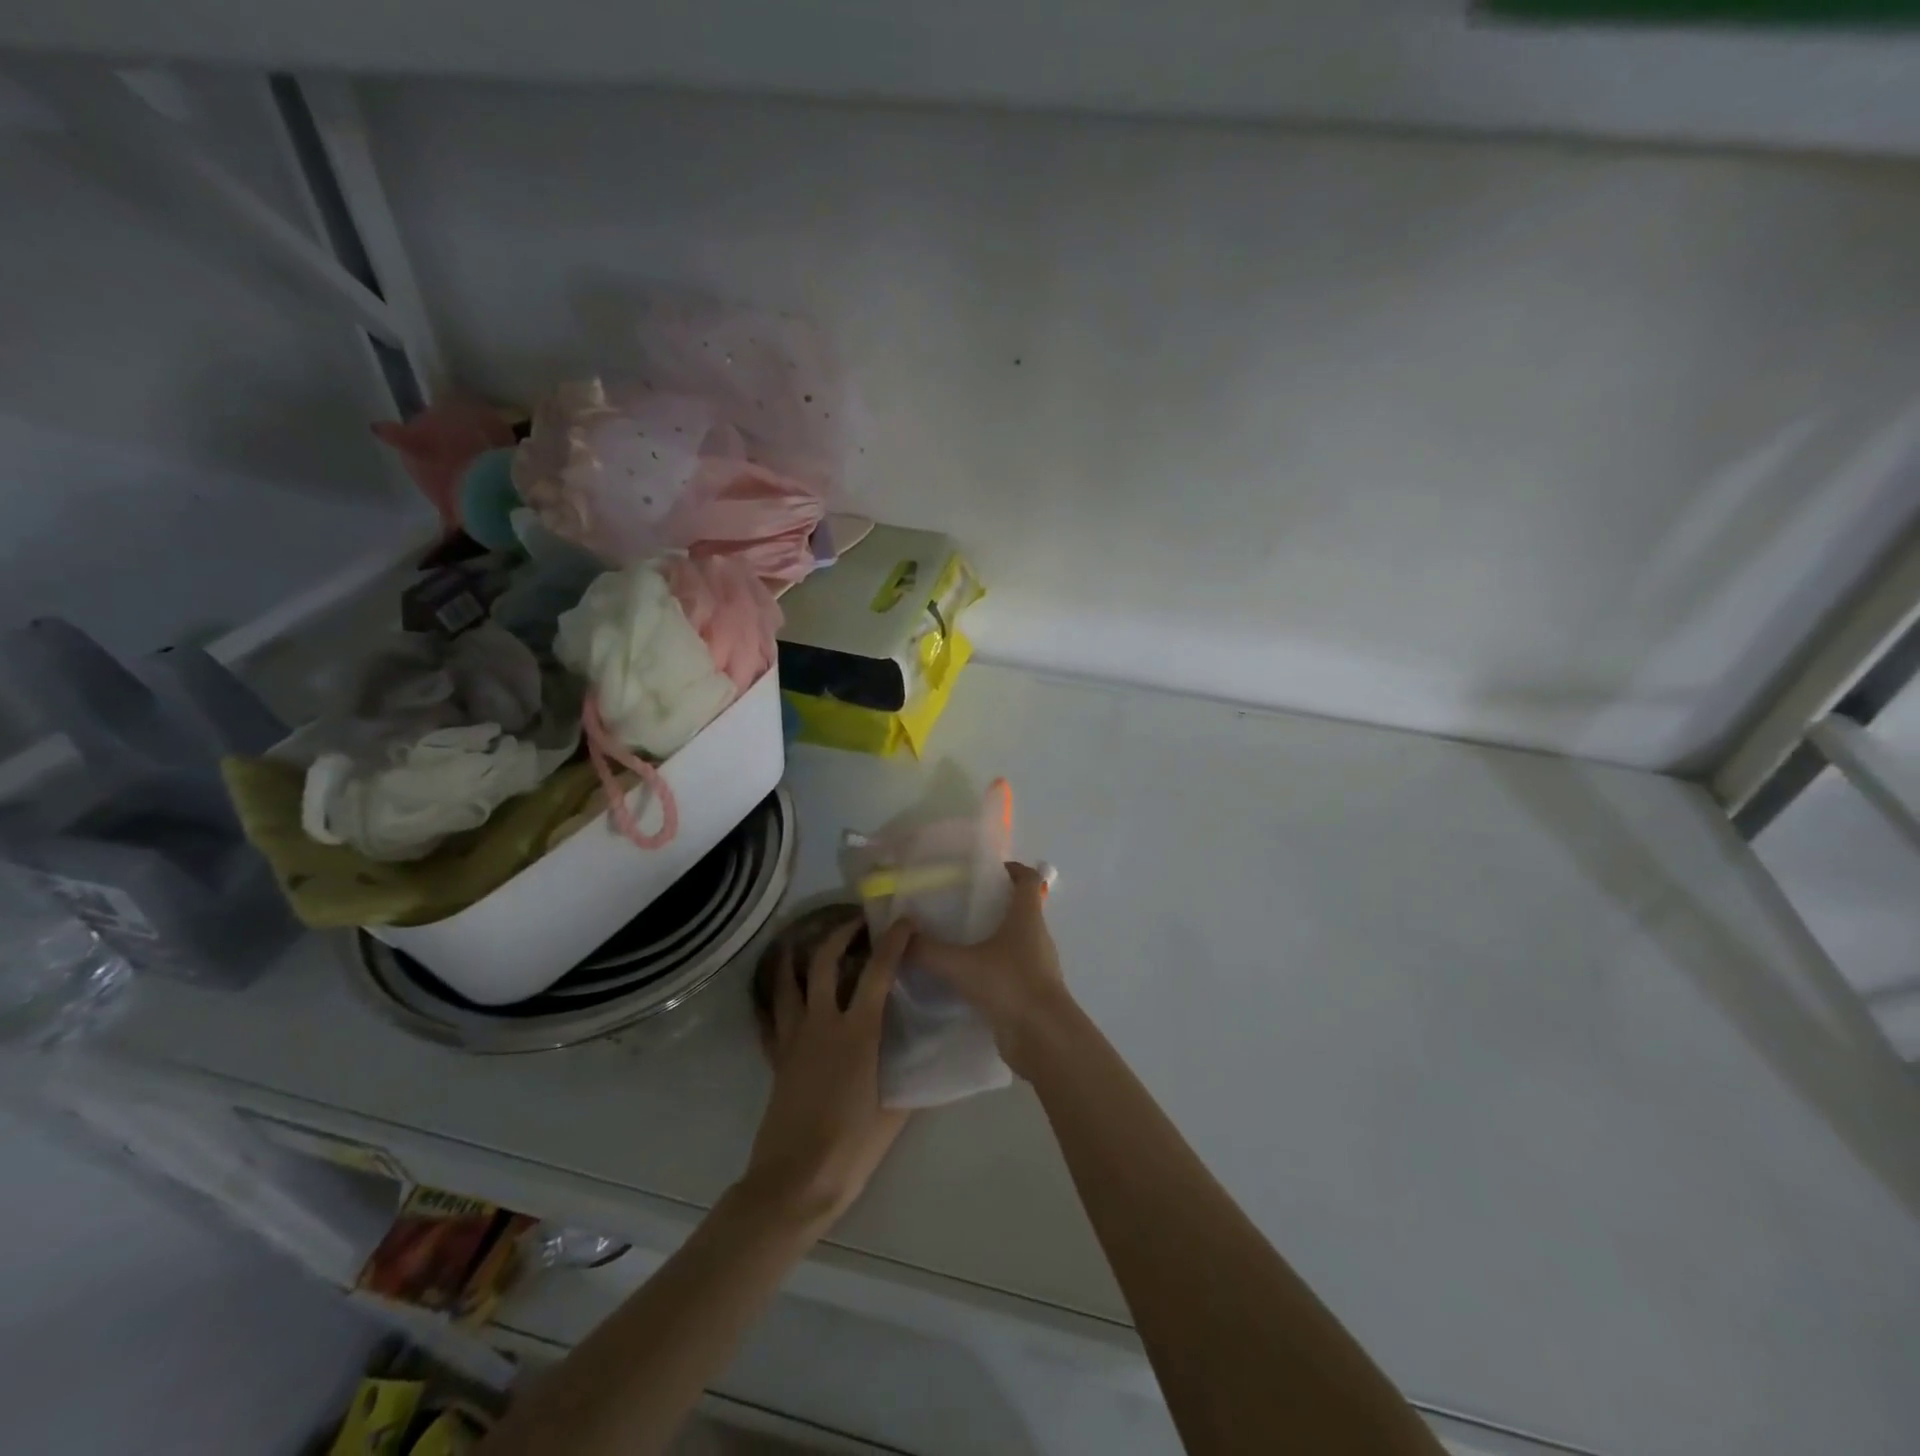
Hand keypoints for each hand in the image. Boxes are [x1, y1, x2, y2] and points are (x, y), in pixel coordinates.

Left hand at [739, 916, 910, 1232]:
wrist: (794, 1182)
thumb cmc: (851, 1148)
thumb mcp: (896, 1111)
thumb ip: (910, 1074)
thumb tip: (926, 1053)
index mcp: (858, 1033)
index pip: (879, 973)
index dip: (893, 941)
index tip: (904, 921)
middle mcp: (823, 1024)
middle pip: (825, 962)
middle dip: (840, 934)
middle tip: (856, 923)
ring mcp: (794, 1039)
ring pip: (789, 982)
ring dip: (797, 955)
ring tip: (806, 941)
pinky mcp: (777, 1058)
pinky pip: (774, 1016)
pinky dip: (778, 997)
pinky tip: (783, 992)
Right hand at [908, 862, 1076, 1077]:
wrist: (1044, 1038)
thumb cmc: (1009, 985)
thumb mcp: (961, 965)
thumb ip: (928, 951)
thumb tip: (900, 938)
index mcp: (1027, 917)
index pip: (1029, 879)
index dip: (1013, 869)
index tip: (989, 869)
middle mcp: (1037, 936)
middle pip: (1021, 909)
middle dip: (995, 904)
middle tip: (960, 906)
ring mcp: (1038, 965)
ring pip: (1016, 941)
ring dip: (993, 937)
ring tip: (958, 941)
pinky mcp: (1032, 992)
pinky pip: (1011, 970)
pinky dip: (993, 968)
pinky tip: (966, 978)